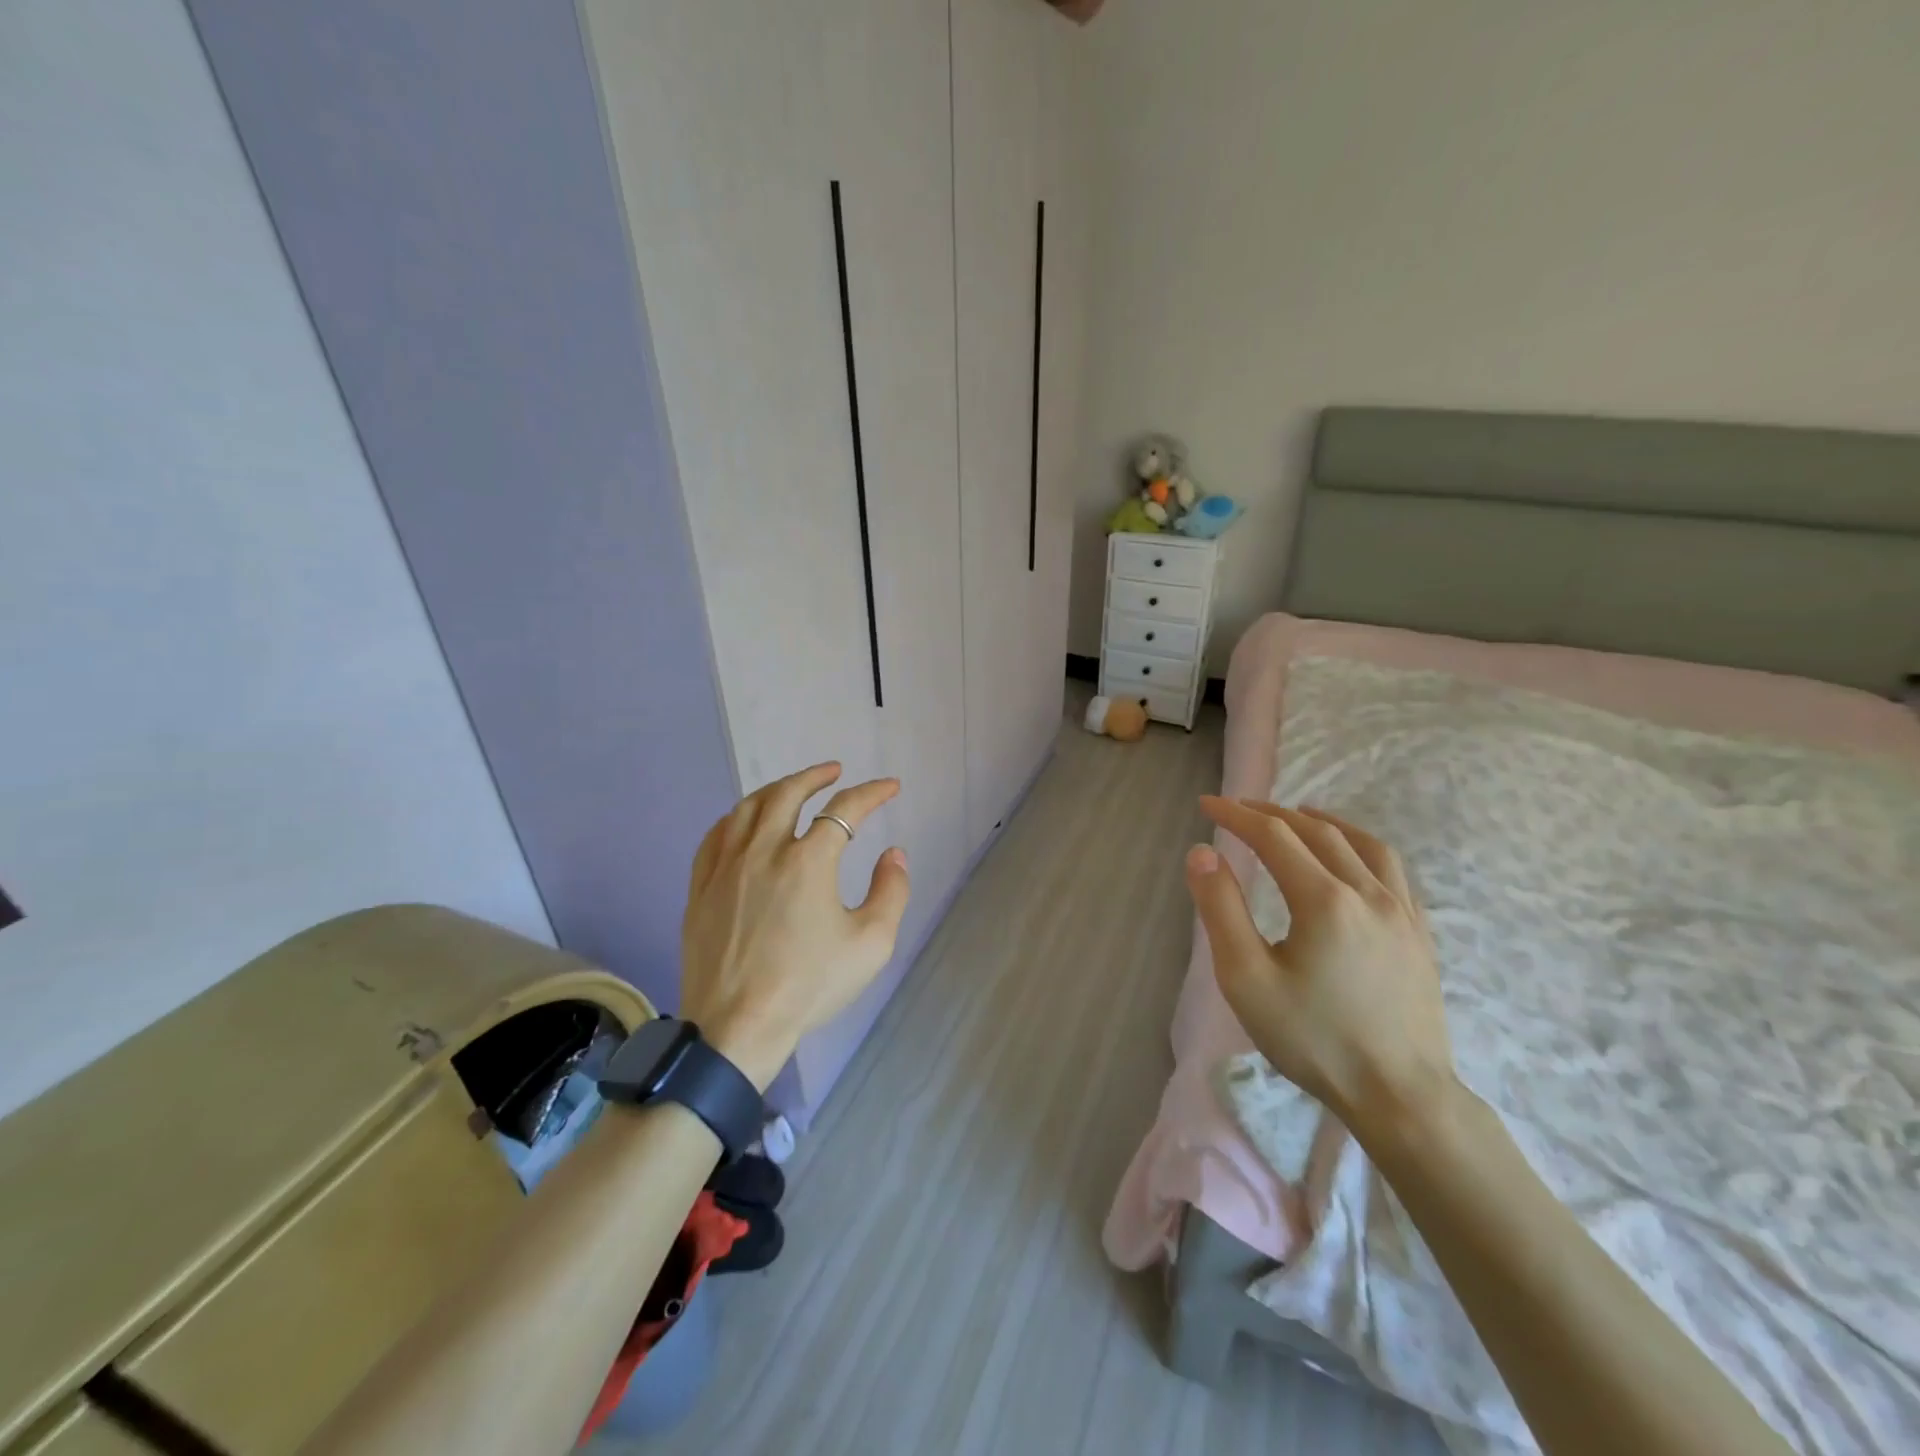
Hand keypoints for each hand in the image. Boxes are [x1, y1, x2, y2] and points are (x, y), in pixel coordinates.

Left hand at [678, 763, 910, 1089]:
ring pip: (748, 807)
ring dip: (776, 789)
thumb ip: (891, 891)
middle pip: (788, 793)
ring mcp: (726, 867)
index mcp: (808, 861)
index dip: (872, 792)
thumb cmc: (809, 986)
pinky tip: (745, 821)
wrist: (736, 1028)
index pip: (844, 809)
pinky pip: (716, 835)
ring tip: (793, 788)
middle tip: (835, 771)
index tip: (890, 787)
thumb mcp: (871, 944)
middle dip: (816, 776)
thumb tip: (894, 854)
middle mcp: (764, 850)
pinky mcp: (701, 887)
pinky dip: (737, 817)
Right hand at [1185, 798, 1456, 1142]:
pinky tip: (1352, 860)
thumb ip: (1221, 909)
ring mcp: (1403, 912)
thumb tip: (1202, 852)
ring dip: (1324, 822)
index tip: (1207, 804)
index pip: (1273, 836)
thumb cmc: (1314, 1039)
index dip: (1236, 815)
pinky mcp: (1421, 935)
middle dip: (1273, 813)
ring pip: (1363, 844)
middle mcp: (1368, 893)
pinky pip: (1393, 871)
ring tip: (1299, 816)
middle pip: (1317, 832)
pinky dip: (1362, 848)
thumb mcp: (1246, 978)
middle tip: (1239, 809)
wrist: (1401, 1098)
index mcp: (1324, 900)